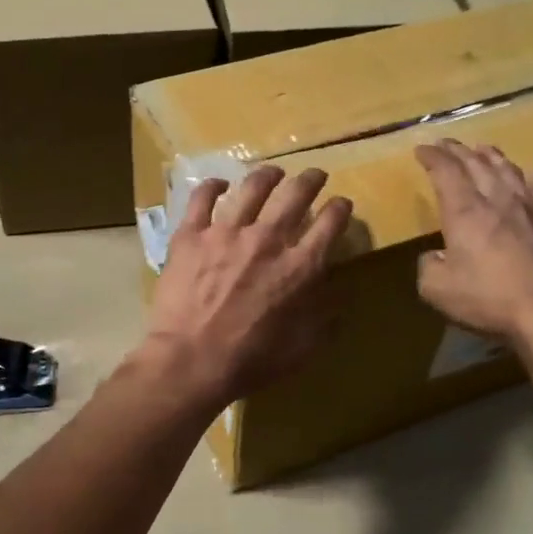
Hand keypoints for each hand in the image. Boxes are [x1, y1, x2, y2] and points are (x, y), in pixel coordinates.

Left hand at [140, 166, 351, 409]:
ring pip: (253, 187)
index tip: (342, 204)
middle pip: (296, 194)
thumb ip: (326, 317)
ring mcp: (226, 232)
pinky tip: (219, 184)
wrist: (191, 361)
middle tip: (314, 175)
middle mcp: (268, 239)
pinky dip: (213, 186)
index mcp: (300, 266)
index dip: (340, 209)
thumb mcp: (303, 348)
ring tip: (273, 172)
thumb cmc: (250, 361)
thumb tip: (339, 294)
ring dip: (268, 175)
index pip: (330, 223)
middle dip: (311, 180)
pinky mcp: (191, 235)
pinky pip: (202, 198)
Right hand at [414, 139, 532, 361]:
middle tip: (446, 143)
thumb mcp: (436, 289)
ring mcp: (529, 210)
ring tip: (483, 149)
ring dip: (492, 157)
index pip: (445, 171)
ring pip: (508, 171)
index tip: (421, 148)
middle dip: (458, 150)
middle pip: (476, 164)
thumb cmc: (487, 299)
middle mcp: (496, 201)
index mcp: (464, 211)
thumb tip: (435, 256)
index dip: (432, 156)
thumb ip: (428, 266)